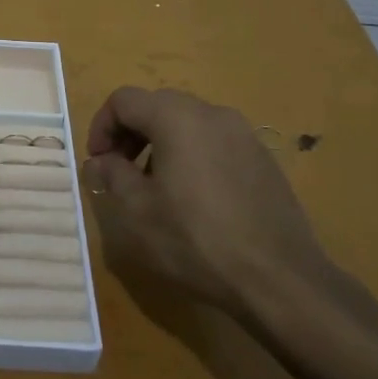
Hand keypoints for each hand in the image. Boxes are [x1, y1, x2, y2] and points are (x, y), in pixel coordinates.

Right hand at [83, 87, 338, 318]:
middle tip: (120, 172)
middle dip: (130, 134)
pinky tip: (194, 200)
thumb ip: (112, 175)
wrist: (279, 278)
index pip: (124, 100)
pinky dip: (192, 156)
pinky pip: (215, 143)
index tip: (98, 163)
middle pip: (157, 106)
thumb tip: (100, 162)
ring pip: (188, 123)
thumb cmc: (196, 240)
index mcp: (177, 118)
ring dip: (161, 145)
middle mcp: (212, 114)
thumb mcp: (138, 211)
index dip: (101, 126)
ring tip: (156, 189)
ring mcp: (244, 135)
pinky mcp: (263, 159)